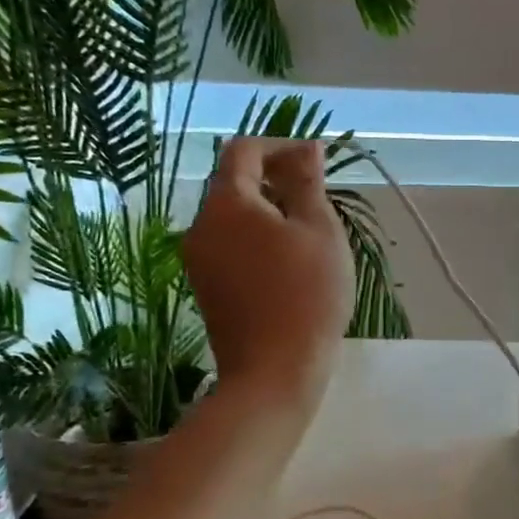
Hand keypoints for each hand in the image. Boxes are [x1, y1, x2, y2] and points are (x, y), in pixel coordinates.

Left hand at [183, 138, 352, 410]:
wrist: (274, 372)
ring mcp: (198, 260)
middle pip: (234, 184)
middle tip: (318, 197)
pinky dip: (258, 240)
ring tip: (308, 232)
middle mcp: (200, 225)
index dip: (281, 146)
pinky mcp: (206, 289)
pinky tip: (289, 263)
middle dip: (275, 180)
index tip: (317, 160)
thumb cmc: (307, 294)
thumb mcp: (320, 231)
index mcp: (227, 203)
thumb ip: (309, 183)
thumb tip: (306, 149)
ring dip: (268, 212)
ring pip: (233, 218)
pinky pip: (231, 247)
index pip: (244, 151)